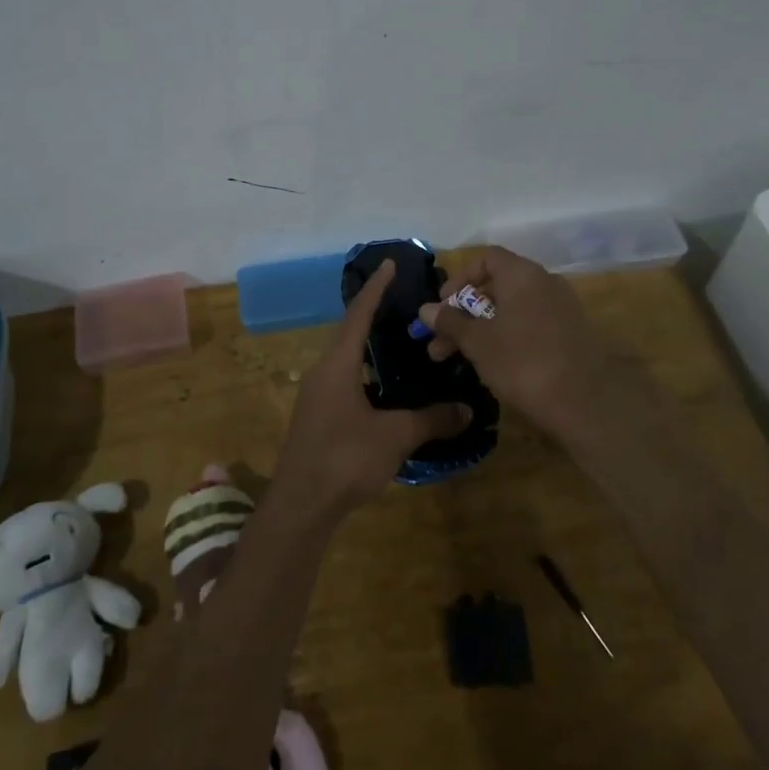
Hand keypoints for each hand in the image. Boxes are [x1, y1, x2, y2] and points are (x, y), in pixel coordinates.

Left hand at [273, 261, 470, 521]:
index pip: (358, 314)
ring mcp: (317, 395)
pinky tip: (386, 387)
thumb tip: (467, 409)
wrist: (301, 504)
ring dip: (369, 345)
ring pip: (347, 358)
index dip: (375, 289)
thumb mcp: (394, 437)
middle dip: (374, 313)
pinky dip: (366, 372)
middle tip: (403, 302)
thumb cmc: (344, 458)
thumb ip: (430, 420)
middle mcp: (323, 371)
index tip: (388, 264)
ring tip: (399, 340)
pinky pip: (345, 379)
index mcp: (337, 364)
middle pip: (350, 332)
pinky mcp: (318, 416)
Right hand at [418, 246, 603, 439]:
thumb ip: (450, 322)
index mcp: (522, 274)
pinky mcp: (570, 335)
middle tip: (438, 342)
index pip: (486, 259)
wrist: (586, 404)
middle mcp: (544, 283)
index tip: (442, 305)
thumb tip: (426, 309)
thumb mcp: (478, 342)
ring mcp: (561, 309)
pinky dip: (506, 338)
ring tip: (455, 360)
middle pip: (496, 287)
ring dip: (480, 330)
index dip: (459, 278)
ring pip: (511, 311)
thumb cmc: (523, 362)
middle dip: (463, 314)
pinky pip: (529, 326)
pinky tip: (490, 366)